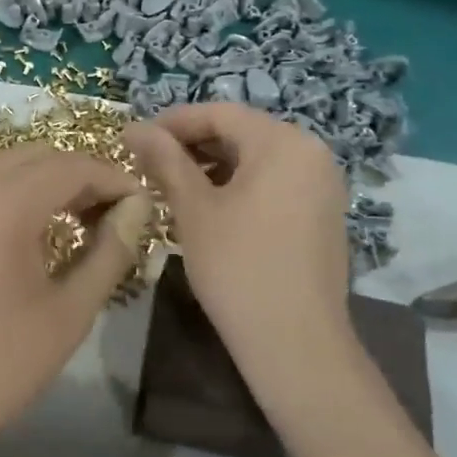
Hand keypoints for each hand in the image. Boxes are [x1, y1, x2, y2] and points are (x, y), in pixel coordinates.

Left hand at [0, 144, 153, 456]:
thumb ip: (110, 252)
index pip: (72, 166)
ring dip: (42, 182)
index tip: (141, 204)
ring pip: (1, 168)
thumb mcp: (69, 312)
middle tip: (110, 213)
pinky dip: (9, 195)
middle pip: (35, 156)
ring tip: (74, 222)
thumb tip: (137, 210)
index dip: (113, 178)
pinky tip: (25, 236)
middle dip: (79, 174)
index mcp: (4, 204)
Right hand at [124, 104, 353, 394]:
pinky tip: (210, 210)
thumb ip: (165, 161)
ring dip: (214, 168)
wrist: (295, 343)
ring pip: (257, 160)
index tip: (136, 139)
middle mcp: (312, 153)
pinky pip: (275, 184)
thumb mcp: (194, 210)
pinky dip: (240, 188)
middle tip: (150, 167)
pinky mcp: (323, 213)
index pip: (220, 113)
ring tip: (173, 189)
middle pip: (242, 133)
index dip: (174, 122)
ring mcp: (323, 184)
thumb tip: (133, 127)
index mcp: (284, 142)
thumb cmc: (238, 267)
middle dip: (193, 146)